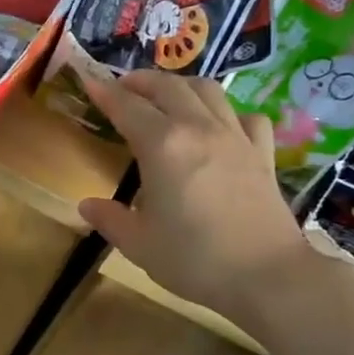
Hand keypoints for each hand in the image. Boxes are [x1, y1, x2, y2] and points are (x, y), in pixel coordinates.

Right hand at [75, 67, 316, 323]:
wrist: (266, 274)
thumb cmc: (194, 258)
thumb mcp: (139, 244)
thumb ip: (110, 219)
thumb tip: (87, 205)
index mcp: (162, 146)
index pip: (126, 106)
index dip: (104, 91)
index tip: (88, 80)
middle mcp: (198, 129)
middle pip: (168, 86)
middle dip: (140, 81)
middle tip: (122, 88)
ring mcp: (235, 137)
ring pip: (207, 90)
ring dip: (180, 85)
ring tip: (165, 96)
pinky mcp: (262, 153)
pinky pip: (244, 116)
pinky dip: (227, 112)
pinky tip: (219, 126)